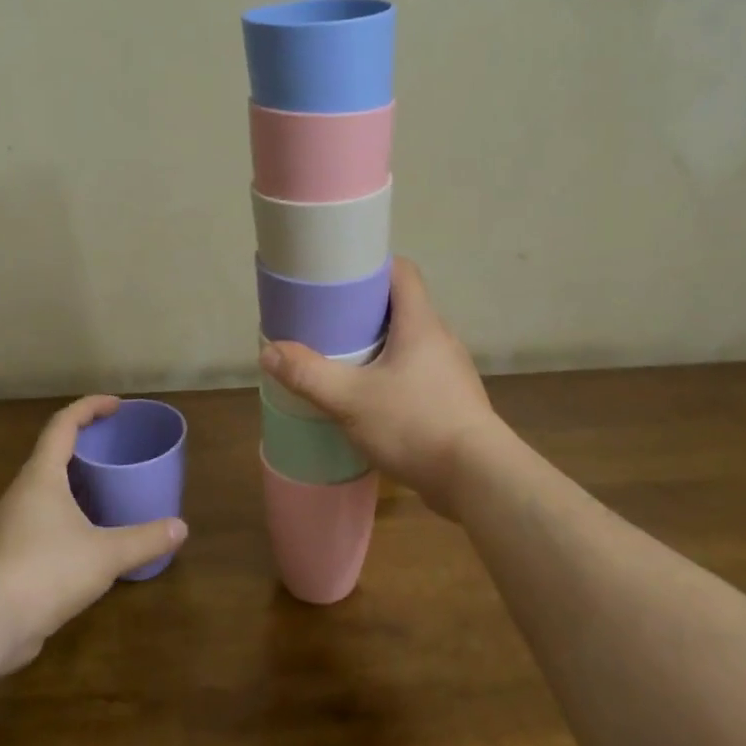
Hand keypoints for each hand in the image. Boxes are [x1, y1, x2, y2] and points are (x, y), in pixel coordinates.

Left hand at [0, 396, 187, 670]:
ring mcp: (11, 525)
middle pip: (51, 453)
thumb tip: (181, 528)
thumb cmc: (46, 570)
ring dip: (74, 481)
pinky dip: (67, 514)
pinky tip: (87, 536)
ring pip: (45, 489)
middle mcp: (22, 493)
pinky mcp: (9, 555)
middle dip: (83, 443)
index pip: (63, 424)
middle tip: (115, 446)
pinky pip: (42, 519)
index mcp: (42, 476)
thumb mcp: (106, 554)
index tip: (116, 405)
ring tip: (106, 487)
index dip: (89, 407)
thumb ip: (145, 539)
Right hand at [260, 257, 499, 516]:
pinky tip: (370, 399)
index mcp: (421, 323)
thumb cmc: (414, 424)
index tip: (339, 276)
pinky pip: (417, 373)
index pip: (402, 272)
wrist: (476, 479)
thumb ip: (309, 375)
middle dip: (365, 311)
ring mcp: (450, 371)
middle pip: (401, 307)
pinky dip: (392, 375)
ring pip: (409, 343)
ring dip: (379, 346)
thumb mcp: (351, 399)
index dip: (371, 267)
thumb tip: (268, 351)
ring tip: (344, 360)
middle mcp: (440, 339)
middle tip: (328, 322)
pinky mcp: (452, 400)